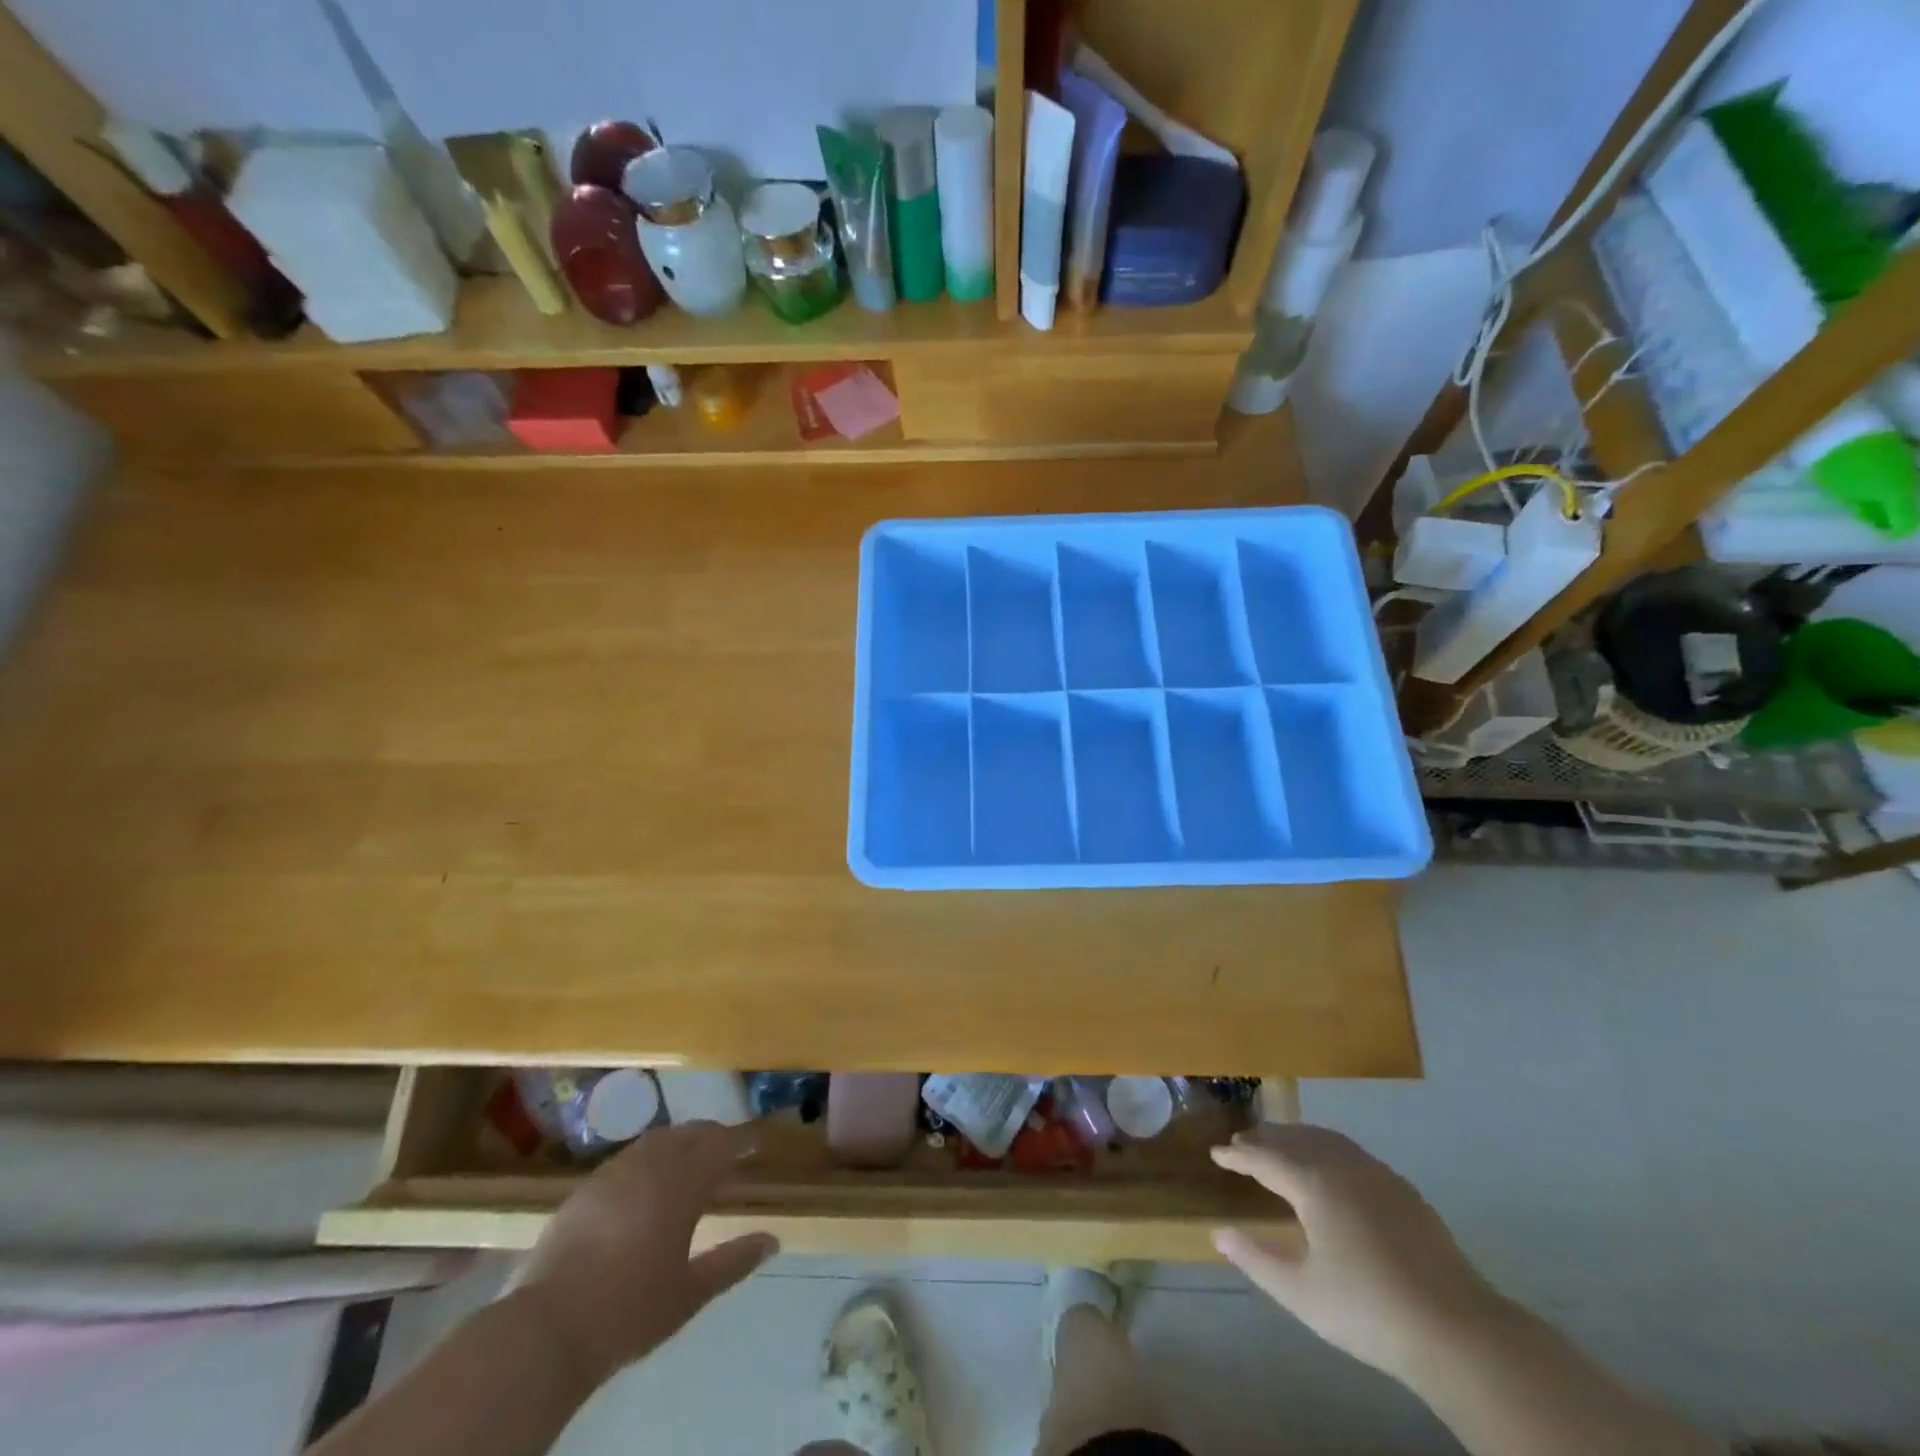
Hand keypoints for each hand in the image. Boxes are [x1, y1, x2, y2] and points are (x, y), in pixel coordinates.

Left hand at [507, 1122, 778, 1384]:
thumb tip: (772, 1240)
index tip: (757, 1141)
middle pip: (691, 1134)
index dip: (742, 1140)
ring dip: (680, 1143)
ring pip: (658, 1140)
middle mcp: (651, 1165)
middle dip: (713, 1137)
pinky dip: (649, 1158)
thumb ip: (733, 1261)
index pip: (722, 1145)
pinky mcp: (585, 1188)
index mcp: (683, 1184)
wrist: (546, 1328)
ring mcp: (614, 1172)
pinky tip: (646, 1184)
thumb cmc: (628, 1311)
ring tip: (690, 1163)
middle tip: (728, 1152)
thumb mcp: (690, 1293)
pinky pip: (629, 1157)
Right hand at [1211, 1124, 1506, 1381]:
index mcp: (1313, 1183)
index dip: (1237, 1156)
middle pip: (1293, 1139)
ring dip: (1295, 1138)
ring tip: (1278, 1145)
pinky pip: (1350, 1152)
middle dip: (1264, 1139)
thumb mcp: (1301, 1293)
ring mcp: (1376, 1174)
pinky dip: (1325, 1148)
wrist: (1458, 1332)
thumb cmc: (1369, 1312)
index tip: (1216, 1153)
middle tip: (1241, 1143)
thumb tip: (1220, 1234)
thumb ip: (1257, 1259)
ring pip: (1324, 1139)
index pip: (1264, 1158)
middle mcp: (1341, 1165)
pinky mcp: (1402, 1189)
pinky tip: (1327, 1167)